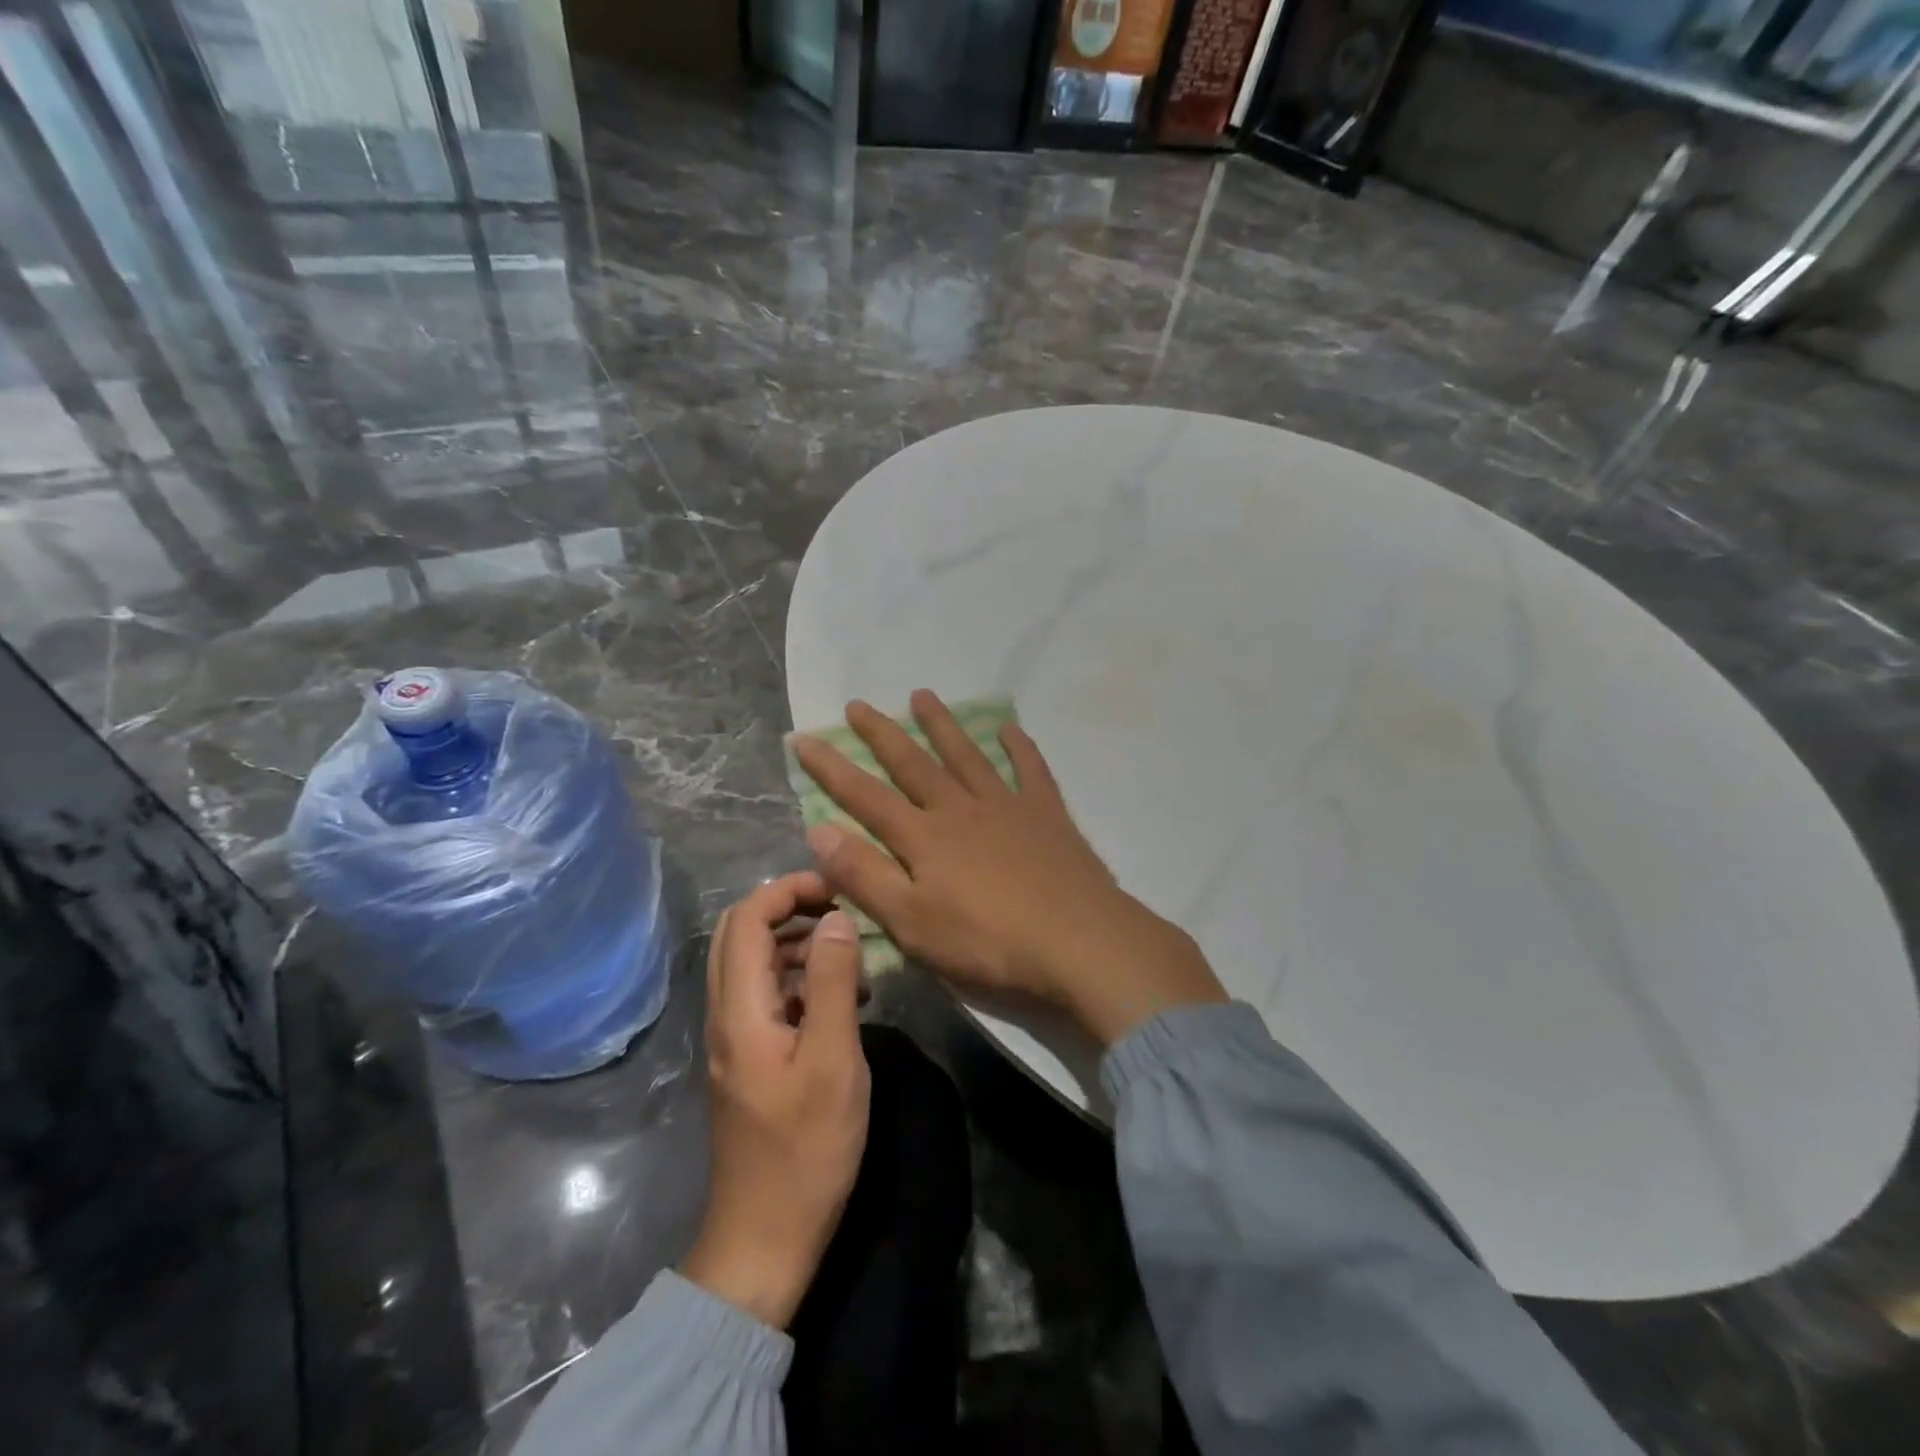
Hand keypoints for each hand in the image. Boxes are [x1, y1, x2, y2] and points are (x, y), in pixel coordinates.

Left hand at [682, 874, 869, 1328]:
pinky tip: (842, 1001)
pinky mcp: (749, 1059)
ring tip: (852, 960)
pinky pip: (767, 996)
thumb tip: (837, 919)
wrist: (764, 1239)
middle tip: (842, 914)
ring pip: (754, 964)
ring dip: (798, 945)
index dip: (788, 890)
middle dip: (790, 910)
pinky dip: (800, 980)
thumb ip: (834, 983)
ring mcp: (734, 1039)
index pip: (746, 918)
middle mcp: (726, 1014)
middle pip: (741, 934)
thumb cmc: (805, 1150)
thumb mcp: (834, 1060)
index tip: (837, 890)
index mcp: (740, 1009)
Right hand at [793, 691, 1227, 1045]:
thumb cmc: (987, 942)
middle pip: (914, 764)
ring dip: (942, 725)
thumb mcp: (911, 922)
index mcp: (924, 837)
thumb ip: (864, 875)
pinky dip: (1019, 748)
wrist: (1078, 942)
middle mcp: (960, 809)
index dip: (831, 767)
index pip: (865, 796)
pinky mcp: (1047, 815)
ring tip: (922, 695)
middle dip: (882, 734)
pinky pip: (1030, 770)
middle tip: (860, 704)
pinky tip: (1010, 729)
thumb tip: (818, 829)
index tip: (804, 737)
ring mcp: (1007, 806)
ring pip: (966, 756)